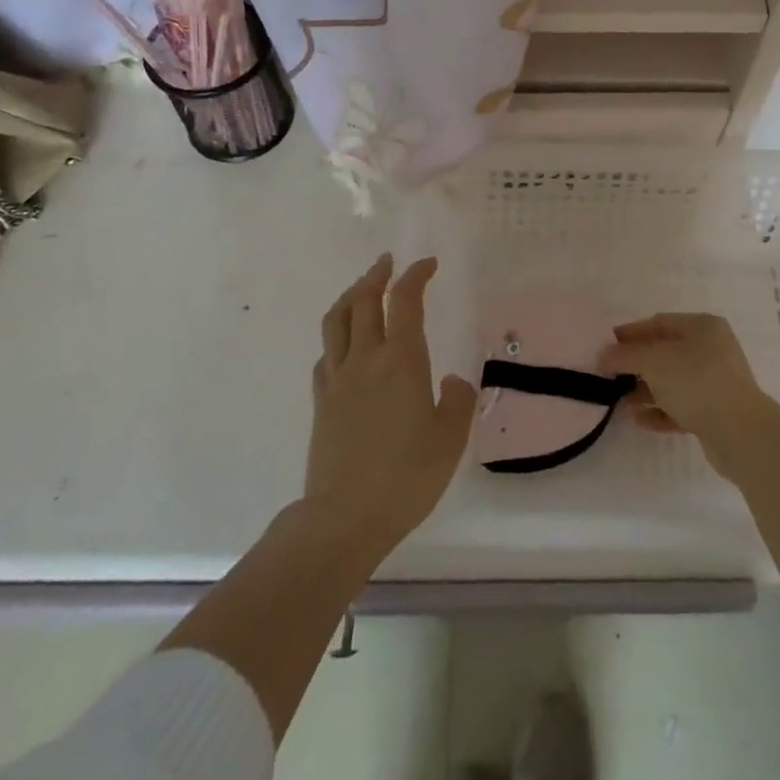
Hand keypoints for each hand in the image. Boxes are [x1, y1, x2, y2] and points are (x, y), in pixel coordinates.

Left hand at [305, 255, 476, 562]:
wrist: (345, 517)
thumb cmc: (406, 476)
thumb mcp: (450, 439)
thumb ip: (457, 401)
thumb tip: (450, 381)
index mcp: (401, 360)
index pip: (405, 300)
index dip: (416, 275)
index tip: (428, 264)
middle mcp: (365, 358)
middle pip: (363, 300)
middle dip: (377, 275)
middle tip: (389, 263)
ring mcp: (338, 378)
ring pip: (336, 320)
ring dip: (350, 295)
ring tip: (362, 288)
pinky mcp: (321, 401)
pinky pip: (326, 353)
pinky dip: (337, 336)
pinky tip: (345, 344)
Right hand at [600, 312, 779, 480]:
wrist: (741, 434)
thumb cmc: (696, 382)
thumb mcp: (654, 361)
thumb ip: (626, 355)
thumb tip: (603, 354)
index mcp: (702, 327)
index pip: (659, 323)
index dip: (631, 333)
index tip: (606, 346)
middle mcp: (712, 350)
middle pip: (665, 353)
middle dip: (636, 365)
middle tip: (609, 376)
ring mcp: (715, 383)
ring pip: (672, 382)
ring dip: (645, 391)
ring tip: (619, 402)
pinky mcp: (715, 413)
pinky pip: (681, 407)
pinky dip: (660, 411)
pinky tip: (638, 419)